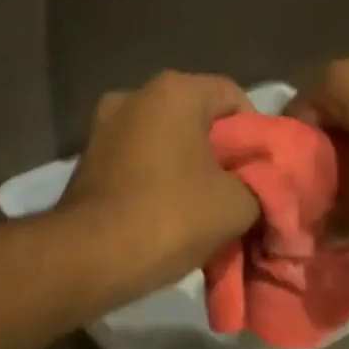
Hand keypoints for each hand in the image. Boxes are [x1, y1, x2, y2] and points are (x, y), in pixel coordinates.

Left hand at [61, 71, 259, 294]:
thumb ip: (261, 184)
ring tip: (202, 209)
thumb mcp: (238, 205)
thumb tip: (260, 186)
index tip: (262, 174)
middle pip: (197, 119)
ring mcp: (103, 127)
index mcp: (174, 90)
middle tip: (238, 193)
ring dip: (187, 169)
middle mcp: (134, 95)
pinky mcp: (86, 159)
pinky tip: (166, 214)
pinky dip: (156, 181)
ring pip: (165, 142)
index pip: (235, 98)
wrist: (90, 258)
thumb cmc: (170, 217)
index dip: (258, 136)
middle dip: (221, 154)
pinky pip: (137, 162)